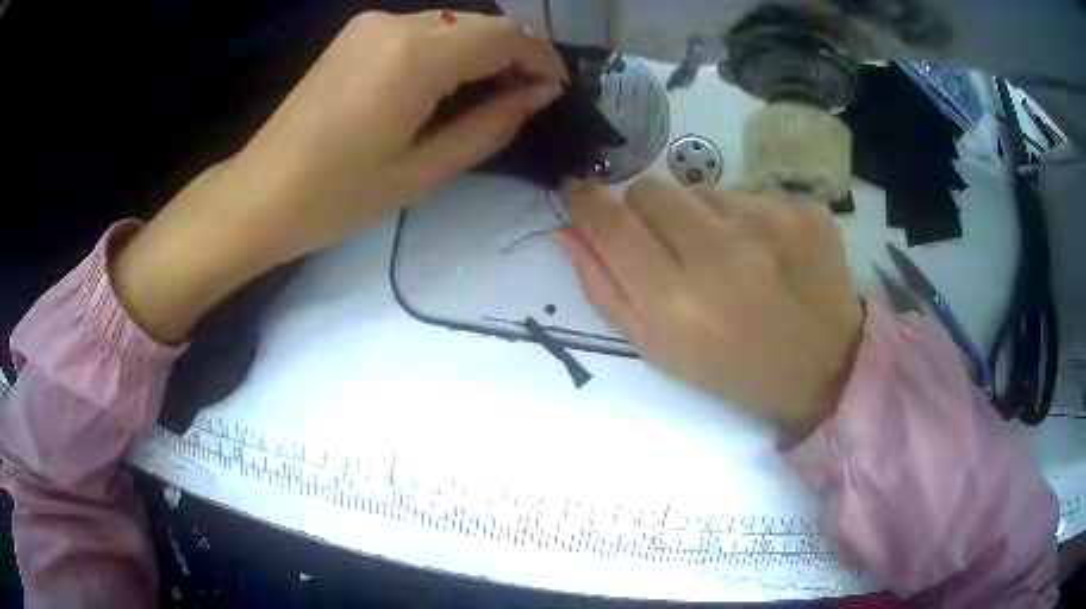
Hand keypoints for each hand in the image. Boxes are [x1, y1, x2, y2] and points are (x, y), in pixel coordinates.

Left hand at [112, 11, 567, 342]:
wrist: (260, 193)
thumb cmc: (337, 197)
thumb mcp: (424, 171)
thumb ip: (490, 125)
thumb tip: (538, 94)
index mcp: (414, 56)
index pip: (505, 36)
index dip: (541, 58)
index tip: (556, 89)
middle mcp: (395, 24)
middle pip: (481, 24)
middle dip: (515, 54)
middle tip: (527, 97)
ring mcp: (370, 24)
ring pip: (453, 24)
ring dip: (482, 51)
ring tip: (490, 95)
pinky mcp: (355, 33)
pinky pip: (422, 30)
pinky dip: (449, 50)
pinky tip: (447, 84)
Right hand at [556, 177, 863, 432]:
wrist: (825, 366)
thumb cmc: (734, 369)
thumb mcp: (659, 349)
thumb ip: (605, 289)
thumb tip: (568, 230)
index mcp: (676, 303)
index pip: (611, 224)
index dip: (587, 203)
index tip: (580, 193)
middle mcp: (720, 254)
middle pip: (650, 189)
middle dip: (646, 210)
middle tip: (671, 244)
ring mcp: (769, 224)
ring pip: (701, 189)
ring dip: (701, 216)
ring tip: (730, 257)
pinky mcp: (803, 210)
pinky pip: (748, 194)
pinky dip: (745, 218)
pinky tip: (766, 253)